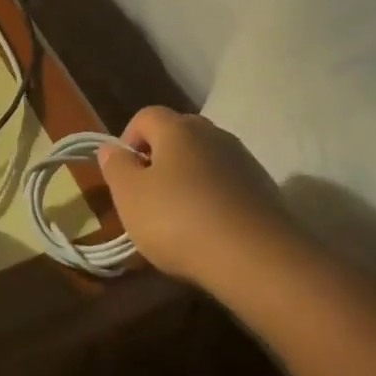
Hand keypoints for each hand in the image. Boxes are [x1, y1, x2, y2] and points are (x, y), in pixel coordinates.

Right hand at [98, 108, 291, 288]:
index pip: (146, 116)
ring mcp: (243, 160)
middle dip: (160, 156)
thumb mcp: (130, 197)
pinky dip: (215, 196)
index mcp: (177, 129)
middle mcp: (213, 134)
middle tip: (149, 192)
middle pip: (179, 133)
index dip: (129, 138)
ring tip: (180, 215)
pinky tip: (210, 228)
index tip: (124, 172)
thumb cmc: (179, 221)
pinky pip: (228, 182)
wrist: (257, 259)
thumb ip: (116, 167)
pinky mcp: (264, 188)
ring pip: (206, 158)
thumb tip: (111, 148)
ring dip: (189, 177)